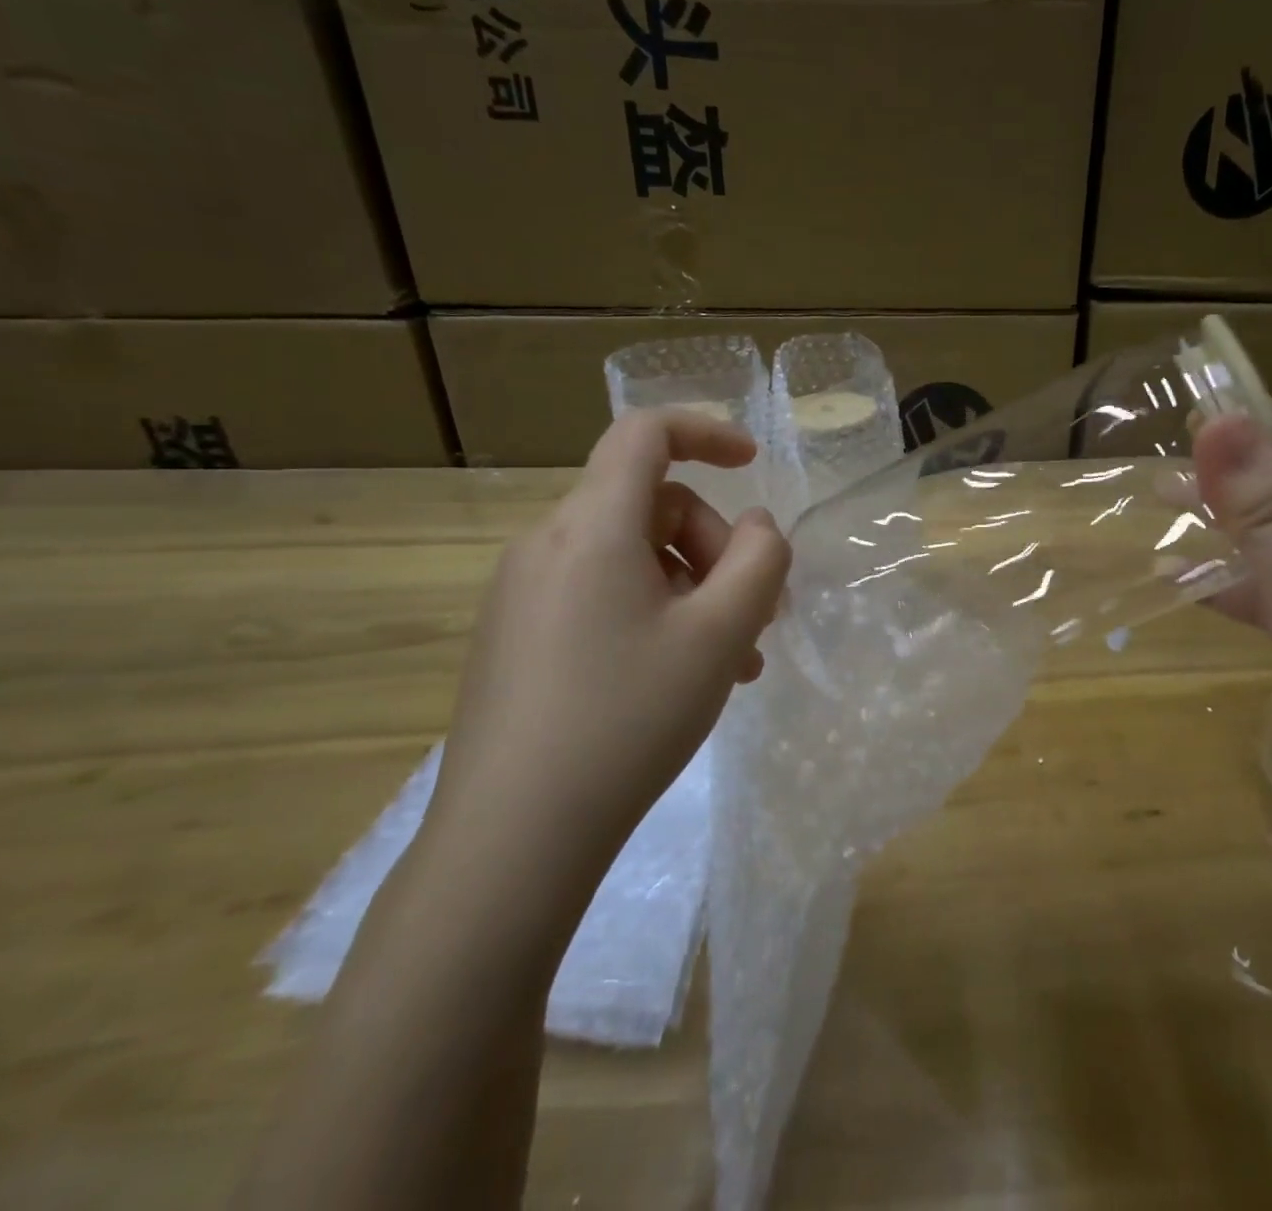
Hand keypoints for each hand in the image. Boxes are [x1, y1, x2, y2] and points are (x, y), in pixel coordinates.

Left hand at [421, 409, 790, 935]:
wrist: (512, 839)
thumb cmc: (627, 718)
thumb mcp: (719, 635)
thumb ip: (759, 561)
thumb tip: (757, 526)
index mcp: (591, 526)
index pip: (645, 435)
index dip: (706, 432)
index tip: (753, 464)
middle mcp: (548, 544)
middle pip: (650, 506)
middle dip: (715, 547)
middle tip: (757, 615)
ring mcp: (524, 593)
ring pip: (631, 558)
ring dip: (692, 590)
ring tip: (732, 661)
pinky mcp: (517, 638)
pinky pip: (600, 596)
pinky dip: (653, 615)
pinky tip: (680, 677)